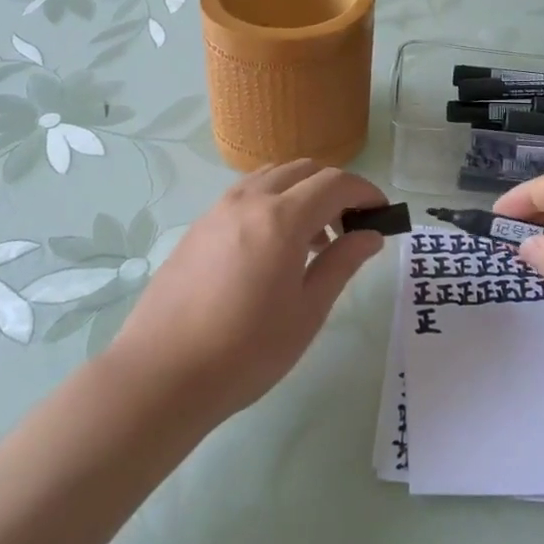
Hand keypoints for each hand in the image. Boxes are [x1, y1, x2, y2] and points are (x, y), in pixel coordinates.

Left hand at [105, 161, 387, 421]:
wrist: (161, 374)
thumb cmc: (246, 350)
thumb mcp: (307, 311)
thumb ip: (341, 264)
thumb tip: (370, 235)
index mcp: (282, 218)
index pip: (336, 183)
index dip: (365, 192)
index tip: (382, 213)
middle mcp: (249, 200)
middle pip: (304, 170)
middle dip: (336, 188)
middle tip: (351, 226)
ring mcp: (218, 210)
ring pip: (272, 177)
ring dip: (302, 192)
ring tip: (313, 240)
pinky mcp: (199, 226)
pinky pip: (246, 195)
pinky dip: (273, 202)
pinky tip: (274, 249)